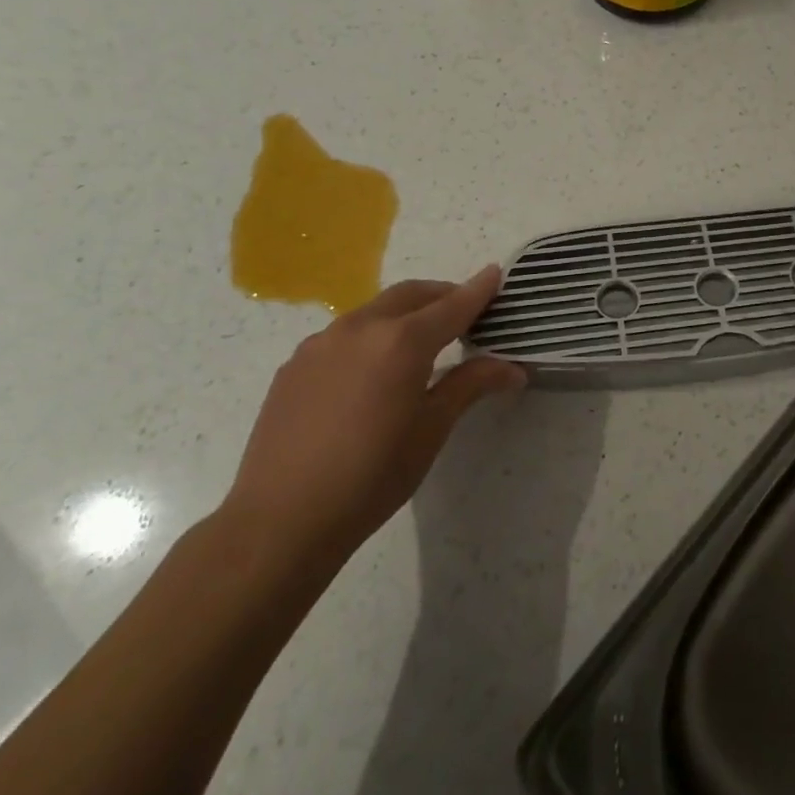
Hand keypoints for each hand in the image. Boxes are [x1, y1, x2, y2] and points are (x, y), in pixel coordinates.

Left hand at [219, 268, 525, 571]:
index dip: (478, 290)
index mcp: (401, 341)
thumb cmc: (372, 476)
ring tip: (421, 342)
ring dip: (405, 313)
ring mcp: (321, 343)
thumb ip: (470, 385)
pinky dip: (372, 335)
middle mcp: (361, 328)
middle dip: (442, 295)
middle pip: (411, 295)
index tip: (496, 273)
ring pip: (375, 310)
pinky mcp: (295, 364)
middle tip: (465, 312)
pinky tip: (372, 372)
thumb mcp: (431, 430)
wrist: (280, 520)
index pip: (452, 305)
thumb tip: (513, 368)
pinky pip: (344, 335)